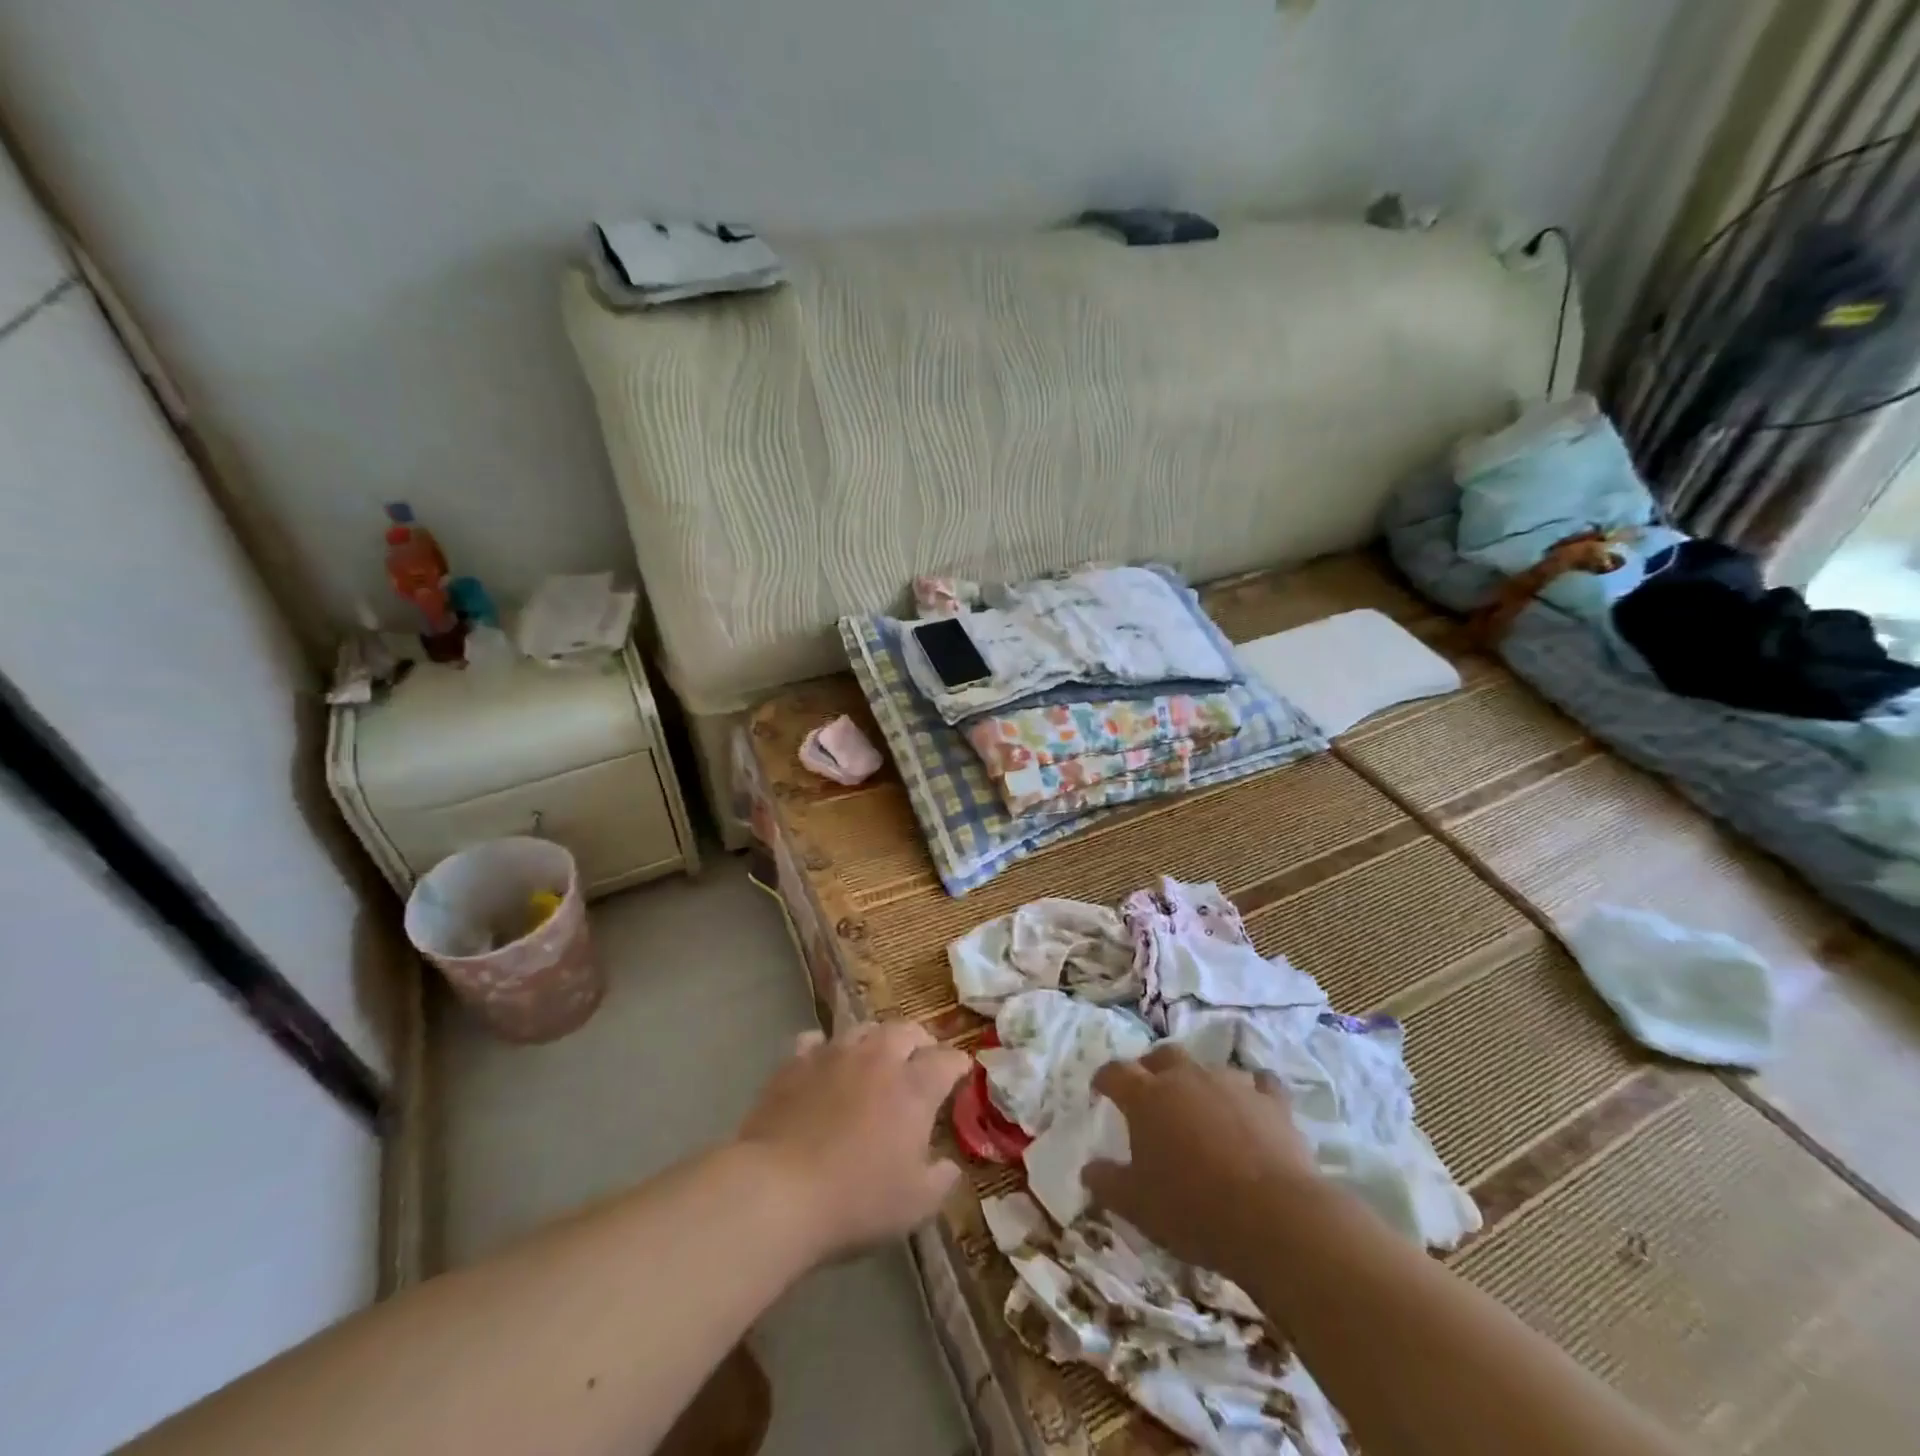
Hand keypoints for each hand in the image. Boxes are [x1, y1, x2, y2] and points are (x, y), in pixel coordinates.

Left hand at [737, 1022, 967, 1260]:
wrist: (776, 1191)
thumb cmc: (855, 1201)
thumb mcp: (915, 1206)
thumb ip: (942, 1180)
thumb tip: (949, 1164)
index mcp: (914, 1088)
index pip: (948, 1060)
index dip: (959, 1066)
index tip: (961, 1076)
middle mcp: (878, 1058)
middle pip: (908, 1030)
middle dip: (920, 1043)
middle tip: (920, 1062)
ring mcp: (834, 1054)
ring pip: (864, 1028)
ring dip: (876, 1040)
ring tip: (875, 1060)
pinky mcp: (795, 1062)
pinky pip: (816, 1041)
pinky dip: (826, 1050)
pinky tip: (824, 1066)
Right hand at [1081, 1044, 1320, 1276]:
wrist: (1273, 1218)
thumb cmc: (1193, 1210)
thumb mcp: (1137, 1206)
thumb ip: (1107, 1183)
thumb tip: (1088, 1169)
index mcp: (1146, 1097)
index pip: (1115, 1073)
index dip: (1105, 1079)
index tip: (1100, 1090)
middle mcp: (1185, 1077)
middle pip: (1162, 1056)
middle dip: (1152, 1069)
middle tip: (1151, 1092)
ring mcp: (1231, 1083)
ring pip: (1208, 1068)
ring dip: (1200, 1083)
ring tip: (1201, 1109)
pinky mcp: (1271, 1100)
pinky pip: (1258, 1083)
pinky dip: (1251, 1092)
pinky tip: (1251, 1108)